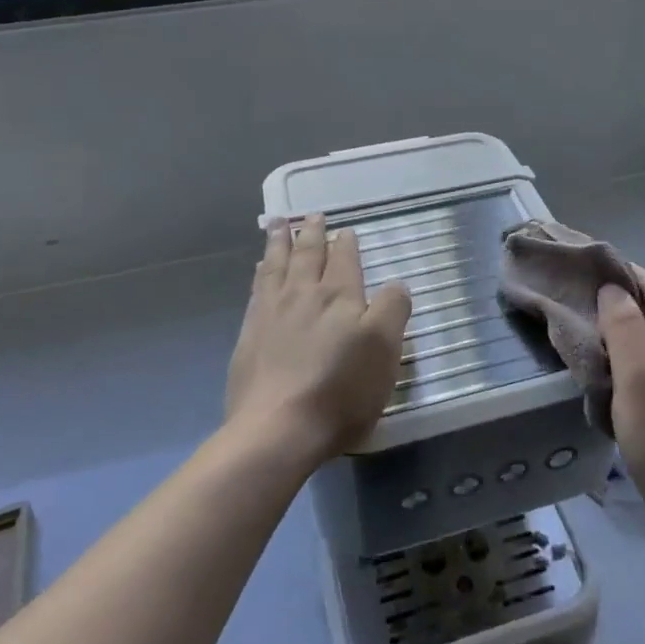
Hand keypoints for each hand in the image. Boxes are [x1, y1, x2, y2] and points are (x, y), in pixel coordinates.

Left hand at [226, 214, 412, 466]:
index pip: (344, 259)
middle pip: (307, 255)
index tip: (345, 230)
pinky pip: (257, 289)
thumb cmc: (341, 390)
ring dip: (279, 242)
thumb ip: (392, 310)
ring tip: (279, 225)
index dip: (346, 243)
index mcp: (339, 296)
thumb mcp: (385, 350)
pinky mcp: (248, 336)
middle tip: (312, 216)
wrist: (278, 428)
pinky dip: (261, 272)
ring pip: (276, 265)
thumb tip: (395, 284)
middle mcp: (303, 295)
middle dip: (311, 233)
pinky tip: (261, 270)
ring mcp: (271, 313)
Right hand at [599, 266, 644, 544]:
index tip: (590, 270)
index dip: (624, 276)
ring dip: (633, 338)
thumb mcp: (635, 373)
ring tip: (596, 340)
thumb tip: (613, 289)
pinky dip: (643, 364)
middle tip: (584, 306)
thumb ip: (623, 324)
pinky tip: (621, 378)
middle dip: (626, 307)